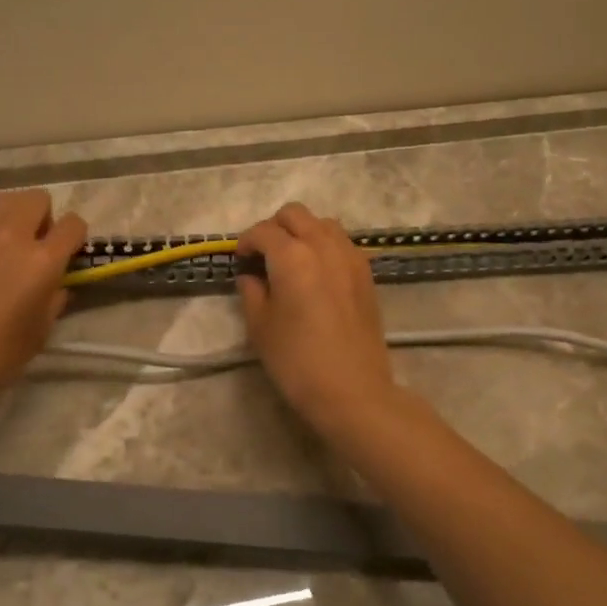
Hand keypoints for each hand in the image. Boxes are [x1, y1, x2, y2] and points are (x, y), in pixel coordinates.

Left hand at [0, 190, 87, 412]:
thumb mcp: (41, 331)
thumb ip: (54, 298)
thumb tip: (56, 283)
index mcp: (41, 260)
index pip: (73, 224)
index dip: (75, 237)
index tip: (69, 253)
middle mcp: (10, 235)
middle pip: (37, 198)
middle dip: (44, 217)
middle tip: (37, 246)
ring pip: (3, 200)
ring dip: (13, 217)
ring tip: (6, 245)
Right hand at [236, 203, 400, 438]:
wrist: (353, 391)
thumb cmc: (297, 361)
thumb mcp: (260, 327)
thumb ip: (251, 291)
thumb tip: (251, 274)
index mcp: (293, 256)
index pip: (263, 232)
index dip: (245, 242)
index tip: (239, 260)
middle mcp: (323, 245)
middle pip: (295, 214)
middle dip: (274, 227)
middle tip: (263, 255)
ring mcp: (350, 257)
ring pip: (322, 223)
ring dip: (302, 232)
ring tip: (292, 261)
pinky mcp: (366, 273)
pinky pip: (341, 243)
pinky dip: (324, 246)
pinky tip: (316, 274)